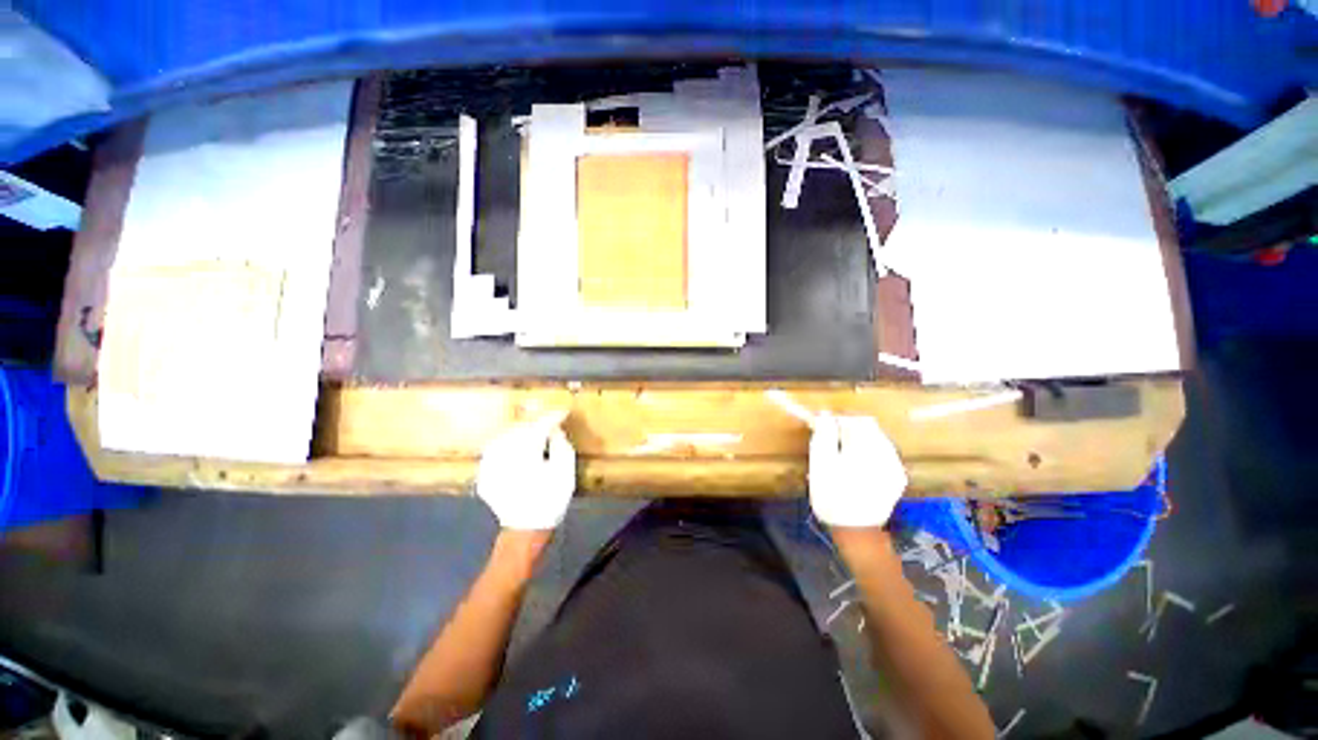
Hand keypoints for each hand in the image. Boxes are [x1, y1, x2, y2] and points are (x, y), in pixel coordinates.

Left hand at [476, 413, 576, 530]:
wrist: (527, 530)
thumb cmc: (551, 500)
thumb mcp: (565, 470)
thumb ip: (561, 444)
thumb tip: (554, 429)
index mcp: (525, 454)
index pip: (539, 426)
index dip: (552, 417)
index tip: (563, 412)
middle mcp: (503, 456)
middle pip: (519, 429)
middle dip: (534, 423)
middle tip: (548, 422)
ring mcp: (489, 467)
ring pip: (504, 437)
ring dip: (519, 432)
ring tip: (533, 432)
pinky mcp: (484, 475)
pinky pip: (494, 451)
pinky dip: (506, 445)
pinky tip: (515, 447)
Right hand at [808, 414, 907, 527]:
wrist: (856, 532)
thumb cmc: (832, 496)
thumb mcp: (820, 462)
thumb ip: (824, 435)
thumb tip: (825, 415)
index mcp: (868, 448)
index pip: (855, 418)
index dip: (837, 418)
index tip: (822, 424)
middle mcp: (888, 453)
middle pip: (868, 427)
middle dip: (847, 428)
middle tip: (829, 439)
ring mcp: (896, 466)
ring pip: (876, 439)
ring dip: (857, 440)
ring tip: (840, 453)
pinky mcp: (897, 477)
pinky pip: (882, 454)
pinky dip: (867, 453)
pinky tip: (854, 466)